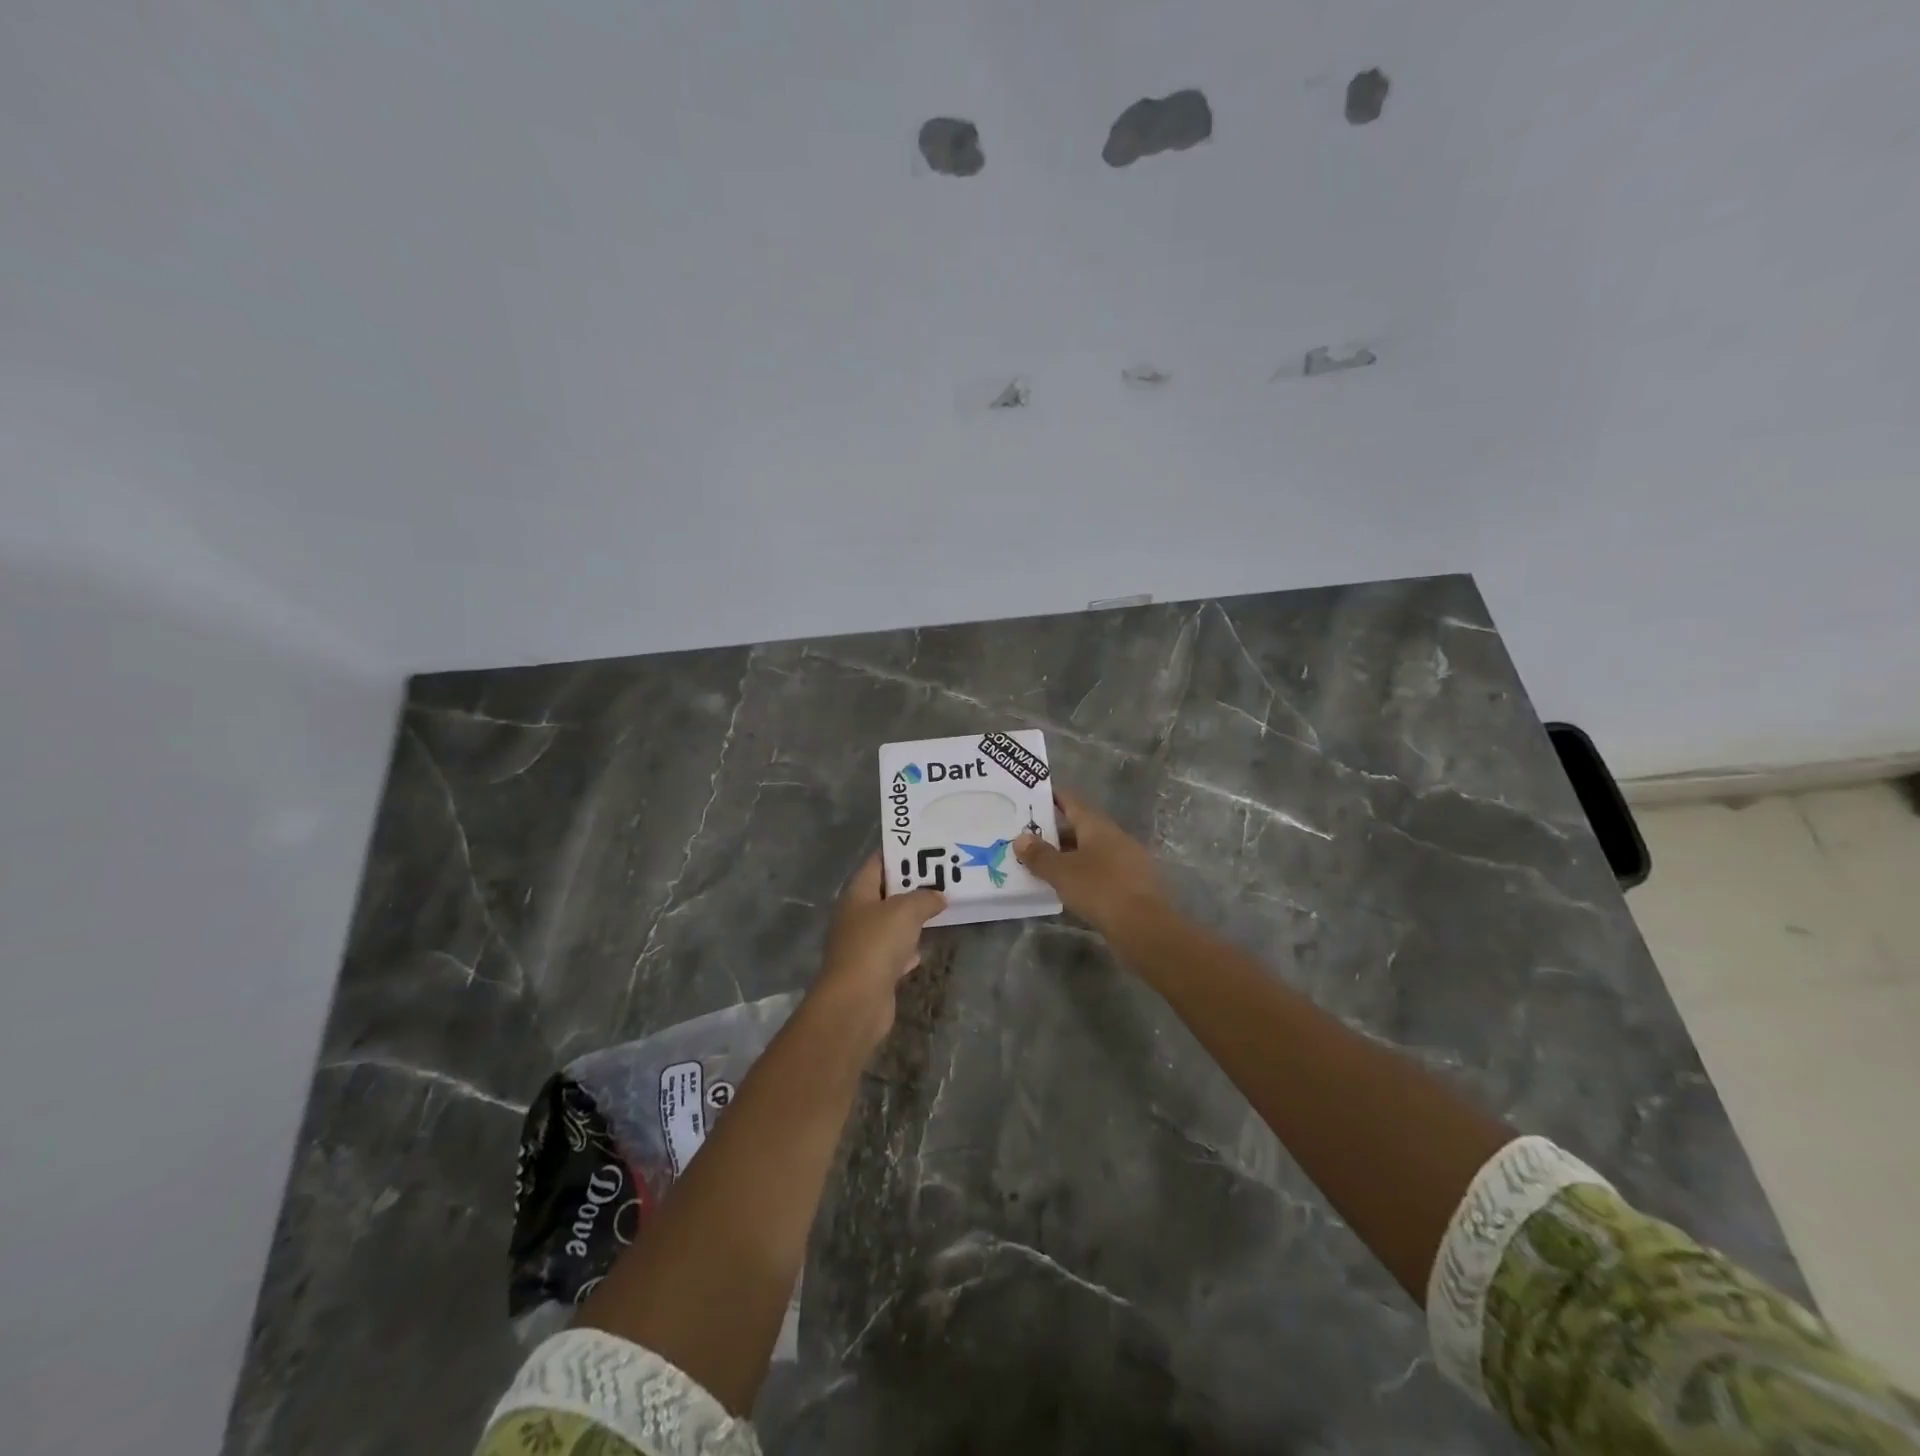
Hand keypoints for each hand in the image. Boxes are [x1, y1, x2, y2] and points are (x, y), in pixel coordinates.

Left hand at [815, 852, 945, 1036]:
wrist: (857, 1001)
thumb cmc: (876, 944)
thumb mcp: (906, 911)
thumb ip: (925, 898)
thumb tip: (939, 896)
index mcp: (857, 894)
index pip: (877, 863)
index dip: (900, 853)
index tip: (927, 847)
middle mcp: (856, 916)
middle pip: (886, 893)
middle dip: (912, 886)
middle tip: (942, 877)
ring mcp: (862, 944)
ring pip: (891, 923)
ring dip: (912, 918)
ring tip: (941, 907)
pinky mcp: (872, 970)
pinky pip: (894, 951)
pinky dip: (908, 949)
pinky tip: (924, 948)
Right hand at [1014, 787, 1169, 936]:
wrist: (1145, 927)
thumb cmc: (1100, 889)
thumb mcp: (1062, 872)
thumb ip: (1039, 855)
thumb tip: (1021, 838)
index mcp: (1098, 826)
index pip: (1072, 801)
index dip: (1052, 796)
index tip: (1032, 796)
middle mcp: (1115, 837)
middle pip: (1081, 827)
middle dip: (1055, 831)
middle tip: (1027, 837)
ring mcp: (1127, 860)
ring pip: (1091, 850)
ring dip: (1068, 855)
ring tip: (1042, 863)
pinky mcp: (1132, 884)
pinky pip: (1100, 870)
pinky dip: (1082, 873)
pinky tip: (1067, 886)